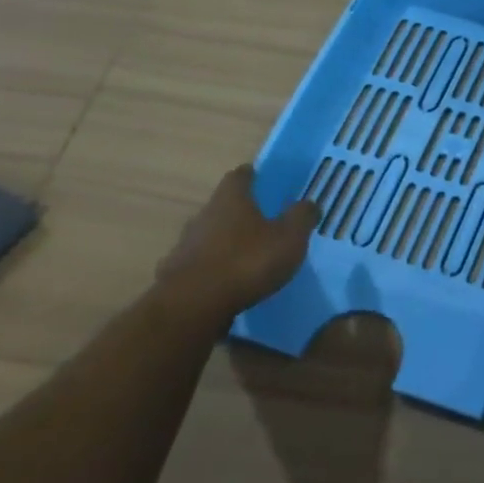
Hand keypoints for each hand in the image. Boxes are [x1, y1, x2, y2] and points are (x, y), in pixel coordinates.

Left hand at [160, 165, 316, 318]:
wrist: (192, 307)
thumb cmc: (247, 261)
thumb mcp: (290, 237)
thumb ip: (301, 217)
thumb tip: (309, 203)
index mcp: (231, 200)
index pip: (239, 176)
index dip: (252, 175)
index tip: (263, 179)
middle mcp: (203, 216)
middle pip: (223, 206)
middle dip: (241, 211)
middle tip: (263, 220)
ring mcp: (184, 246)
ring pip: (209, 235)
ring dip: (226, 241)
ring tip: (247, 255)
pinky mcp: (174, 276)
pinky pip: (200, 264)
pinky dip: (214, 267)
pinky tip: (228, 281)